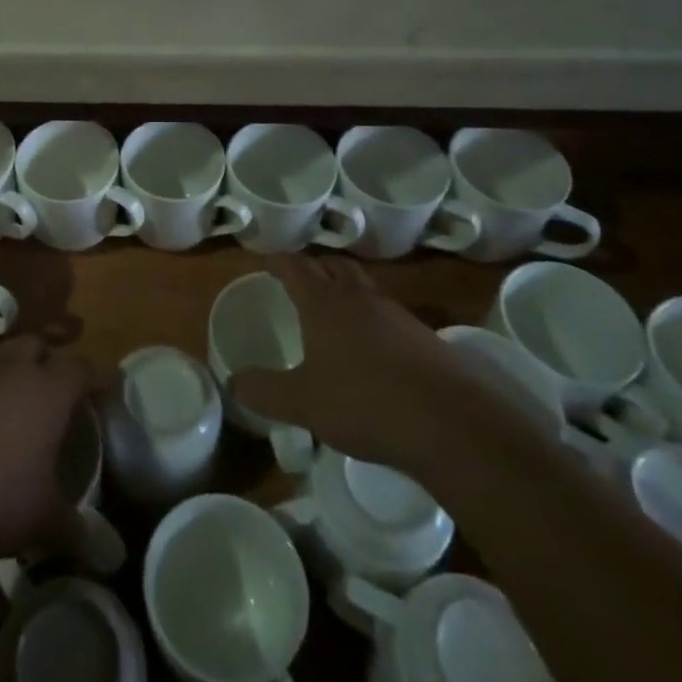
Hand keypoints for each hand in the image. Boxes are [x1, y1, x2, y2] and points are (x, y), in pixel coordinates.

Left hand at [0, 338, 93, 562]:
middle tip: (49, 399)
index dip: (93, 379)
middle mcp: (10, 368)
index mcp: (47, 391)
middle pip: (37, 346)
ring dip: (5, 375)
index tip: (97, 397)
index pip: (81, 367)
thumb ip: (75, 530)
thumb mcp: (40, 522)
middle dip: (46, 365)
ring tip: (4, 412)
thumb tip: (103, 551)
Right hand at [229, 256, 498, 473]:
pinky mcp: (423, 337)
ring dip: (345, 287)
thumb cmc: (365, 403)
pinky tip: (371, 345)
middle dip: (314, 265)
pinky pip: (387, 313)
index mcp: (324, 303)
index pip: (295, 266)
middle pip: (334, 265)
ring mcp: (396, 314)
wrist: (450, 423)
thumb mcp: (303, 403)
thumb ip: (264, 392)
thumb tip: (231, 384)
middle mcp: (359, 298)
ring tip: (333, 306)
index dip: (278, 259)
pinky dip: (371, 316)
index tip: (265, 258)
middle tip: (299, 276)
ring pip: (364, 286)